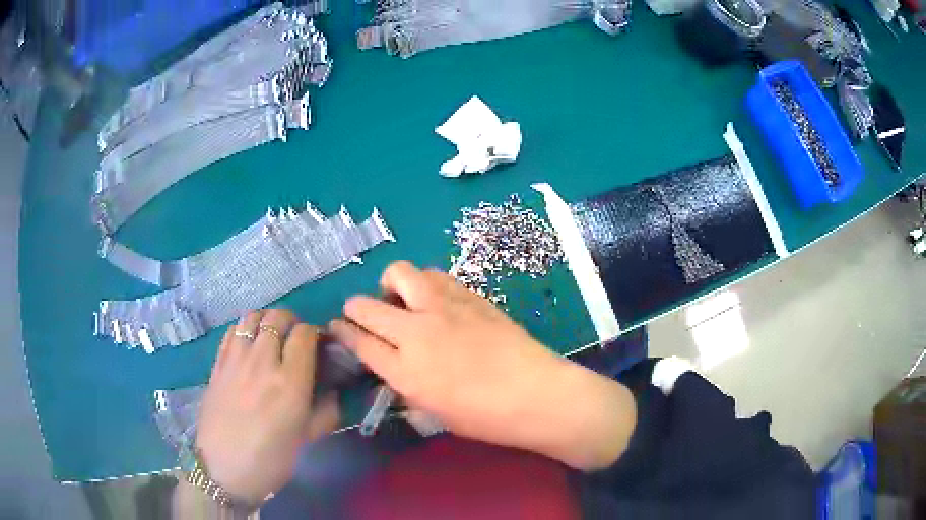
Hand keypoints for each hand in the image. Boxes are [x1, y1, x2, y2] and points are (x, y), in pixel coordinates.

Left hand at [195, 309, 339, 504]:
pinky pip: (232, 331)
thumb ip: (326, 412)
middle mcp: (262, 362)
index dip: (315, 334)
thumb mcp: (306, 440)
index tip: (318, 346)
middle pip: (277, 318)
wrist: (223, 468)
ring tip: (271, 336)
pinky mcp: (217, 363)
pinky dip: (244, 329)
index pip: (305, 334)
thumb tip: (334, 392)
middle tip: (295, 339)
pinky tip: (248, 344)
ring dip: (266, 321)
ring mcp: (236, 359)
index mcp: (290, 382)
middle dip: (292, 322)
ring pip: (252, 317)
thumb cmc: (270, 460)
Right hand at [330, 261, 635, 469]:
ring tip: (404, 302)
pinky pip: (434, 275)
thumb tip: (391, 368)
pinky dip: (424, 284)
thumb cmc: (485, 416)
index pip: (358, 342)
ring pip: (399, 273)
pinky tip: (435, 300)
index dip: (342, 332)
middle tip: (364, 315)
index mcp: (405, 371)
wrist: (535, 393)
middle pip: (365, 305)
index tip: (338, 328)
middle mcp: (416, 332)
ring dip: (391, 286)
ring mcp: (443, 307)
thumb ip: (405, 387)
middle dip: (355, 308)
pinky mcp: (468, 294)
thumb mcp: (434, 413)